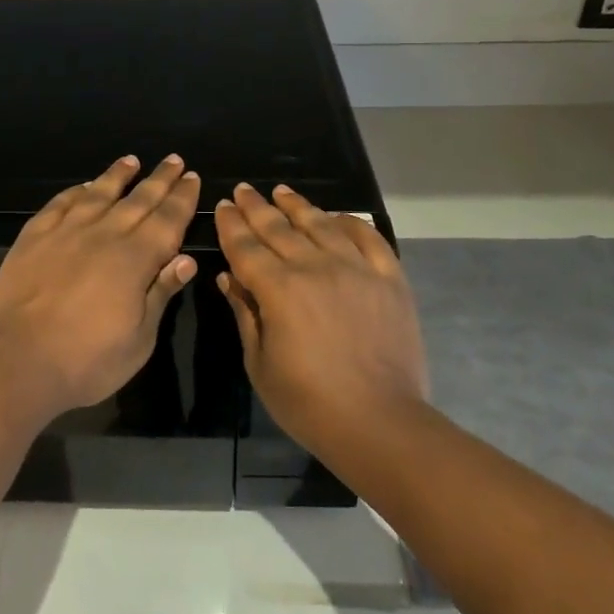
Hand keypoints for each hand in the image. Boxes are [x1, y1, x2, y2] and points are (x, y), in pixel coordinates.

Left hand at [0, 155, 200, 413]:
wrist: (18, 361)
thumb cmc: (87, 361)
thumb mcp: (140, 339)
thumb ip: (161, 293)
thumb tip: (186, 259)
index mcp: (135, 259)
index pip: (168, 219)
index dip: (182, 198)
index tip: (192, 176)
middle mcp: (104, 234)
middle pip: (138, 199)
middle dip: (159, 179)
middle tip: (173, 159)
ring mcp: (66, 231)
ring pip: (98, 193)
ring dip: (117, 175)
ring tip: (131, 160)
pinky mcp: (34, 237)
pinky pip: (60, 204)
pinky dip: (75, 191)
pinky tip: (84, 186)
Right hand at [215, 183, 429, 457]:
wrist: (381, 423)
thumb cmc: (309, 403)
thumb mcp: (260, 364)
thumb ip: (244, 314)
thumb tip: (228, 277)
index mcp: (279, 289)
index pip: (246, 246)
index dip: (232, 225)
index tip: (224, 206)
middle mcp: (316, 267)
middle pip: (279, 228)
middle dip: (257, 207)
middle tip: (244, 190)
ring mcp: (357, 269)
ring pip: (321, 224)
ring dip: (298, 206)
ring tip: (282, 192)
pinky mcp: (389, 279)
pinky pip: (369, 238)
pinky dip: (350, 222)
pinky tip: (337, 216)